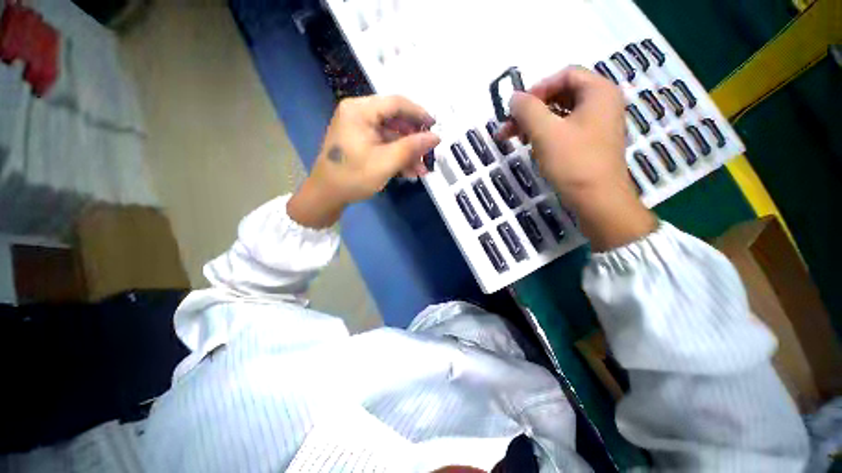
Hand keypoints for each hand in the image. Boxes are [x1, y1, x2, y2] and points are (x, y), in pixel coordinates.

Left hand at [288, 95, 439, 227]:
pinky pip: (384, 145)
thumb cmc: (353, 177)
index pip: (396, 103)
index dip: (419, 114)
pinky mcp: (360, 143)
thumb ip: (412, 148)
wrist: (326, 196)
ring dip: (407, 152)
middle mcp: (358, 114)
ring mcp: (359, 129)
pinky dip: (397, 157)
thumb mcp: (385, 162)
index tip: (435, 127)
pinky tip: (410, 171)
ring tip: (422, 169)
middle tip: (428, 154)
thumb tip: (436, 137)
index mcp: (360, 110)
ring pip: (391, 136)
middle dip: (414, 140)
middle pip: (395, 120)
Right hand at [498, 66, 655, 250]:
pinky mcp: (589, 143)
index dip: (538, 88)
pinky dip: (545, 134)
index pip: (565, 74)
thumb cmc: (574, 162)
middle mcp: (602, 103)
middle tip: (509, 126)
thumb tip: (513, 97)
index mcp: (599, 92)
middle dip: (531, 109)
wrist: (597, 200)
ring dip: (534, 123)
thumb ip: (527, 109)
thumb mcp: (546, 132)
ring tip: (514, 138)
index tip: (518, 108)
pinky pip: (564, 130)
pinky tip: (530, 146)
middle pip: (561, 95)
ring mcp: (597, 125)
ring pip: (560, 114)